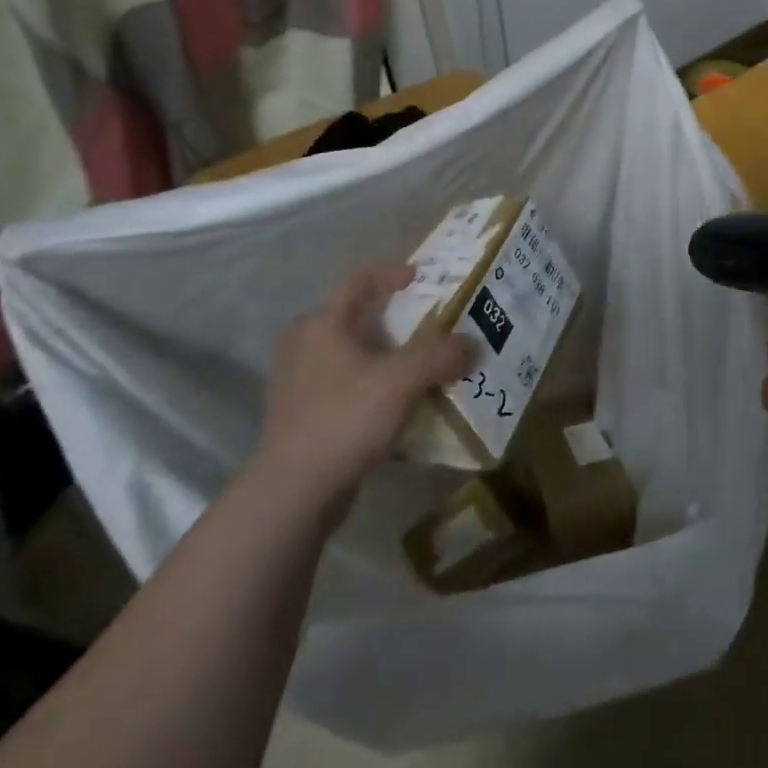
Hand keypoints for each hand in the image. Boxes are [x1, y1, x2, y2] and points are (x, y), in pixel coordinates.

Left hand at [250, 266, 474, 525]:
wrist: (295, 493)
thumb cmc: (345, 418)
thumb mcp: (401, 381)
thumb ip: (440, 356)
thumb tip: (473, 344)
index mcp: (321, 323)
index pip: (360, 281)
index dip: (393, 274)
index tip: (422, 280)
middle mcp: (303, 344)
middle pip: (355, 317)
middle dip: (394, 320)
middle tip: (428, 328)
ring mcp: (298, 382)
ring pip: (350, 354)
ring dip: (385, 356)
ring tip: (419, 367)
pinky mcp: (302, 415)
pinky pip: (345, 385)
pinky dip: (372, 385)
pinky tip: (397, 404)